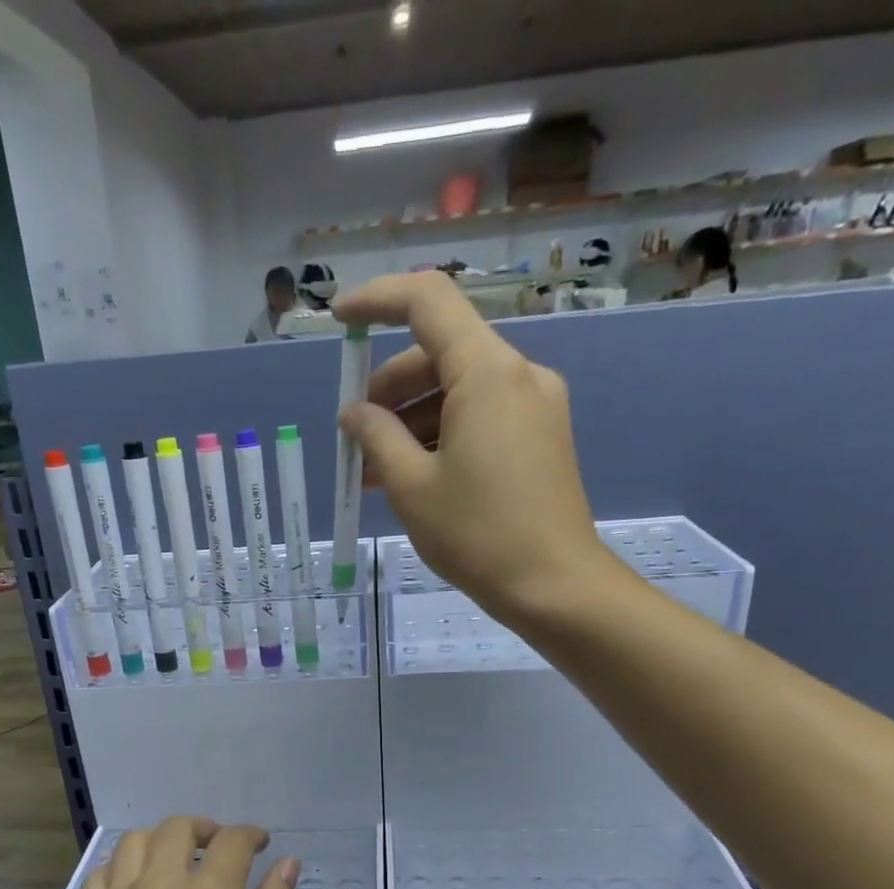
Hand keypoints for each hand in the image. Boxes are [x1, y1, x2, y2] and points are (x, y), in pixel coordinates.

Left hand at [61, 817, 296, 888]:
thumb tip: (287, 864)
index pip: (232, 841)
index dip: (249, 835)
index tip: (260, 844)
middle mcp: (161, 883)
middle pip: (178, 828)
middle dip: (203, 828)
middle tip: (215, 846)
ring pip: (135, 841)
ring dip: (160, 839)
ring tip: (172, 859)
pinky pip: (101, 872)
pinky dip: (122, 866)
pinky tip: (131, 886)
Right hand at [334, 272, 626, 625]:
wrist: (553, 584)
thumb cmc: (476, 534)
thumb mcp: (411, 486)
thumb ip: (376, 438)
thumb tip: (355, 414)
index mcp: (488, 372)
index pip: (428, 301)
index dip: (377, 300)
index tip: (340, 321)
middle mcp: (519, 373)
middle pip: (441, 352)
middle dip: (390, 388)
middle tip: (355, 439)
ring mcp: (536, 404)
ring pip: (460, 389)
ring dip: (412, 420)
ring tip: (375, 472)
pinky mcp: (541, 435)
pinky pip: (482, 416)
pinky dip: (442, 434)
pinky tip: (414, 476)